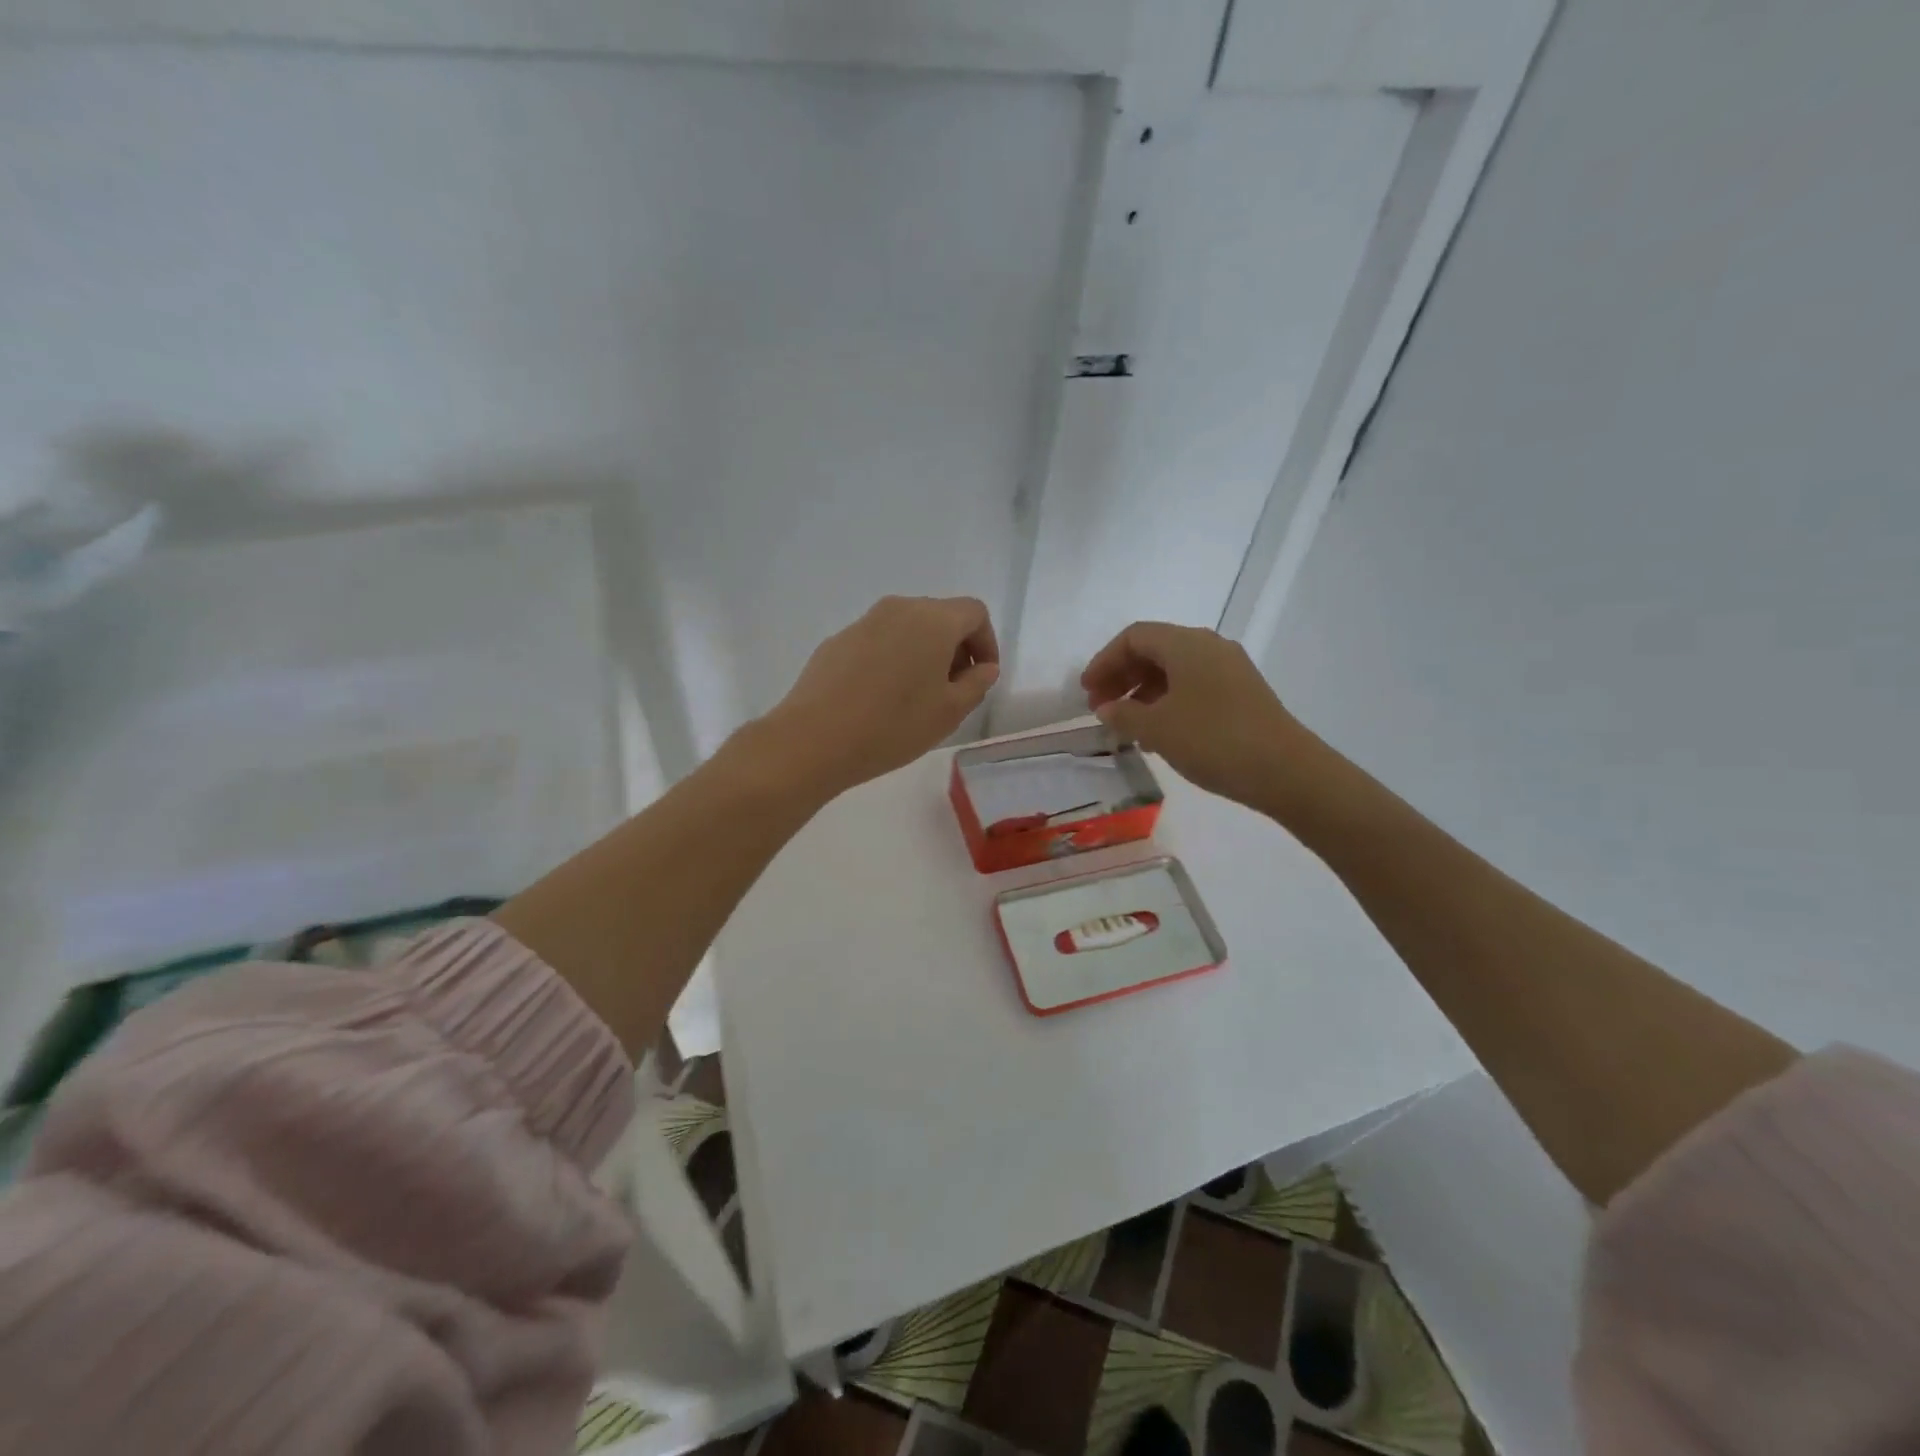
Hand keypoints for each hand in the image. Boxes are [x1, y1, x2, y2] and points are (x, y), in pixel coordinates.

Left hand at [764, 595, 1000, 794]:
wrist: (814, 738)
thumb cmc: (893, 725)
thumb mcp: (949, 712)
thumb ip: (976, 684)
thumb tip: (983, 668)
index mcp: (933, 620)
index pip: (974, 613)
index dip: (986, 643)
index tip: (981, 678)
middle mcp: (898, 609)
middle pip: (940, 616)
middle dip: (955, 648)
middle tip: (954, 690)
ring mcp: (863, 622)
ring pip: (906, 628)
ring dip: (922, 654)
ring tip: (917, 697)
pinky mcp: (837, 641)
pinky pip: (878, 642)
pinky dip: (892, 660)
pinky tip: (881, 698)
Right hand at [1081, 621, 1312, 804]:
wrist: (1285, 770)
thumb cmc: (1212, 740)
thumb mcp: (1157, 728)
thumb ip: (1123, 714)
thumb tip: (1105, 708)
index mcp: (1186, 644)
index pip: (1134, 637)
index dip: (1104, 661)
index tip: (1086, 691)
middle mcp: (1209, 647)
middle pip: (1155, 650)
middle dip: (1122, 676)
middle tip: (1100, 707)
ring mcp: (1230, 669)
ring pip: (1175, 670)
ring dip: (1143, 692)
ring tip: (1126, 724)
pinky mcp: (1242, 693)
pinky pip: (1193, 686)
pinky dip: (1168, 701)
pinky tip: (1159, 732)